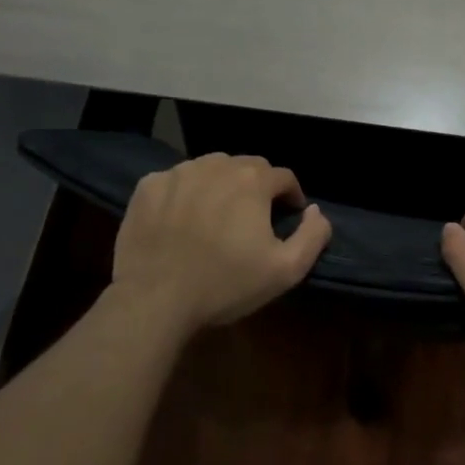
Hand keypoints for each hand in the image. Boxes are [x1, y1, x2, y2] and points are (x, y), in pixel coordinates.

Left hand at [110, 154, 331, 333]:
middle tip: (253, 217)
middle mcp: (217, 165)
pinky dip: (184, 193)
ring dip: (220, 185)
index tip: (288, 216)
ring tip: (217, 215)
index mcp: (252, 180)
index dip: (291, 195)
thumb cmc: (225, 284)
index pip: (283, 176)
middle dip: (256, 187)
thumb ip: (312, 235)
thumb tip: (316, 210)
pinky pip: (176, 181)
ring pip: (210, 169)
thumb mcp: (285, 270)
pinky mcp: (148, 186)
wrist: (154, 300)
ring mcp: (178, 173)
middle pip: (247, 167)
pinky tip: (181, 219)